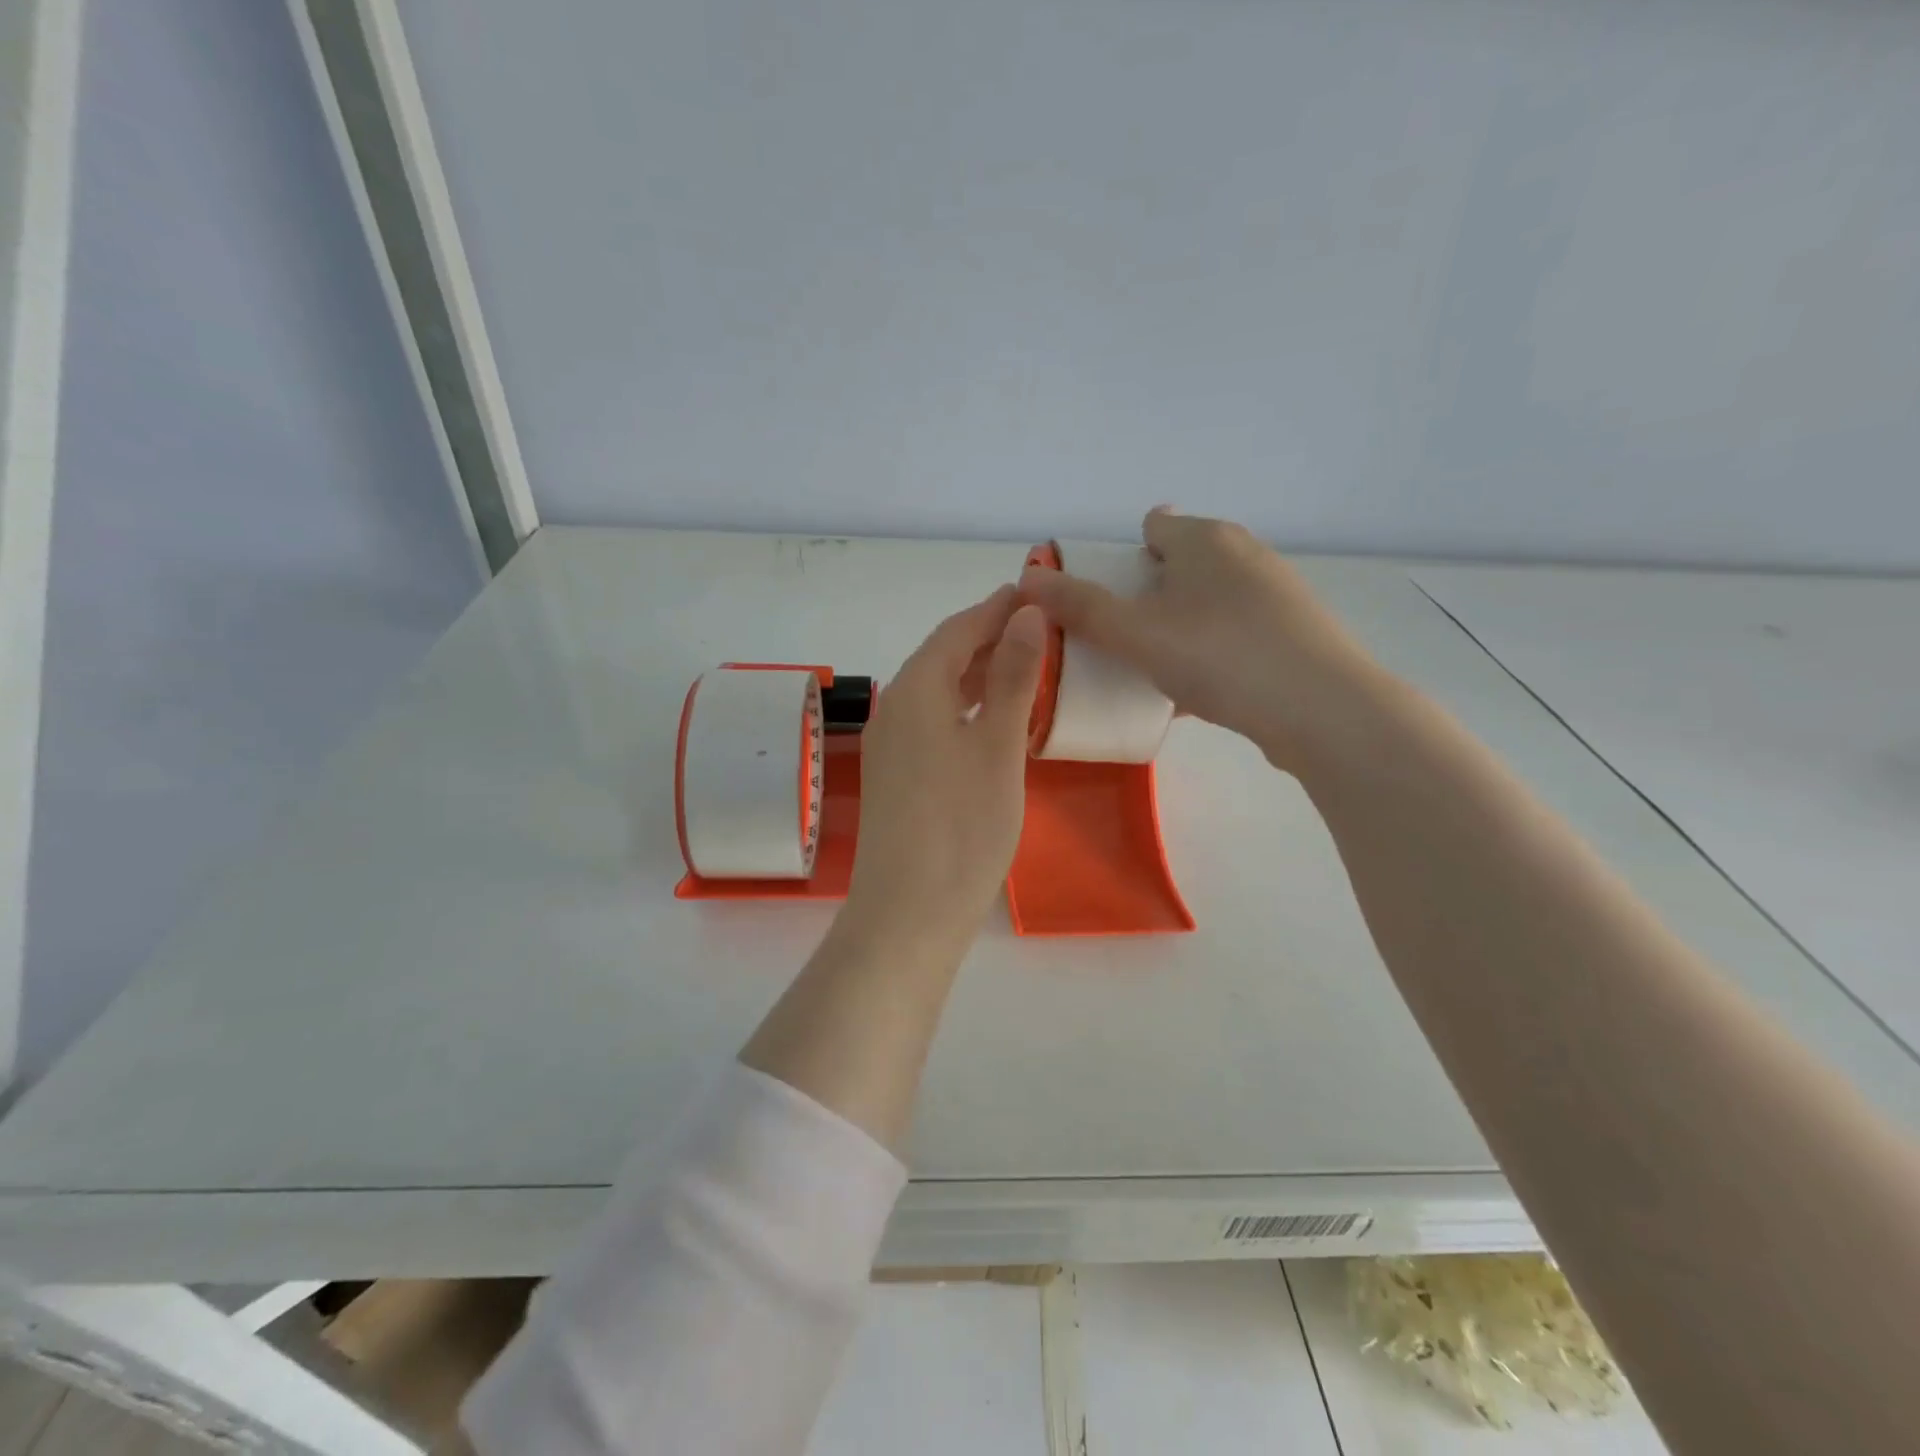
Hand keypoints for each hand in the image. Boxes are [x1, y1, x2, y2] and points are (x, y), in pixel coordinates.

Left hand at [840, 586, 1046, 957]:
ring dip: (978, 674)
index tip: (1033, 591)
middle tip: (1039, 630)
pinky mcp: (895, 776)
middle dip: (989, 638)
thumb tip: (1028, 615)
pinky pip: (932, 722)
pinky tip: (992, 721)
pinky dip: (965, 709)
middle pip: (943, 657)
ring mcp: (890, 744)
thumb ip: (1013, 678)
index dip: (996, 608)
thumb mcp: (999, 747)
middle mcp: (894, 708)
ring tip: (1024, 668)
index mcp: (916, 689)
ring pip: (937, 691)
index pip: (958, 630)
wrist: (908, 914)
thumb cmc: (963, 826)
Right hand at [1018, 508, 1376, 770]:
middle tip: (1117, 638)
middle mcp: (1243, 554)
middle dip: (1145, 596)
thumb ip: (1081, 607)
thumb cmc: (1221, 655)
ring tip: (1149, 669)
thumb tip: (1027, 580)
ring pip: (1206, 603)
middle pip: (1178, 565)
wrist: (1324, 710)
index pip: (1152, 527)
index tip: (1100, 599)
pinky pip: (1231, 635)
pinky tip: (1191, 694)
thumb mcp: (1137, 634)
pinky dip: (1207, 653)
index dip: (1119, 557)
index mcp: (1205, 538)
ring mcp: (1274, 594)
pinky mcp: (1292, 634)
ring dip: (1176, 628)